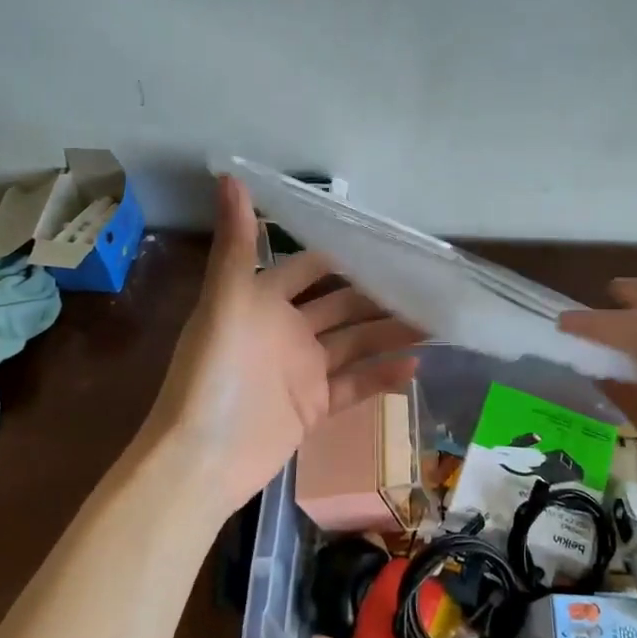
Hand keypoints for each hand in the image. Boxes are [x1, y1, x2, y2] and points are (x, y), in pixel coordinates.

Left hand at [142, 177, 423, 521]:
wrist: (202, 461)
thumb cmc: (213, 375)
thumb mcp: (225, 303)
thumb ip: (237, 244)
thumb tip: (230, 176)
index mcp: (262, 300)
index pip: (311, 267)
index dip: (345, 255)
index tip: (388, 244)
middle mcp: (285, 330)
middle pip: (342, 306)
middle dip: (379, 296)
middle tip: (426, 287)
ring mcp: (302, 370)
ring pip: (355, 343)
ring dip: (390, 333)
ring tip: (434, 323)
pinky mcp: (314, 406)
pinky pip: (355, 385)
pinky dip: (382, 376)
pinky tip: (415, 366)